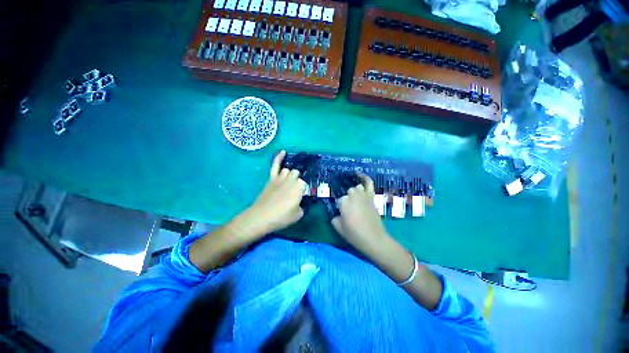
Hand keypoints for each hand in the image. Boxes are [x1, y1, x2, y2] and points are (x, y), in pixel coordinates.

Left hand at [242, 151, 306, 235]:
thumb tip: (299, 203)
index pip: (304, 184)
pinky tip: (283, 152)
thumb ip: (301, 206)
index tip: (300, 197)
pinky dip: (279, 157)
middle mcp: (291, 180)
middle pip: (297, 175)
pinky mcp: (271, 178)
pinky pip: (275, 165)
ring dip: (290, 175)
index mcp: (299, 188)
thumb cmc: (281, 217)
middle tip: (294, 191)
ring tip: (288, 182)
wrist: (261, 216)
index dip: (302, 190)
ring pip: (288, 170)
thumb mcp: (297, 215)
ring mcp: (280, 178)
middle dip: (297, 181)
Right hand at [331, 174, 388, 250]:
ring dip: (354, 193)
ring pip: (356, 188)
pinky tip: (358, 174)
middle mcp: (353, 195)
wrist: (374, 239)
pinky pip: (368, 183)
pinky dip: (364, 177)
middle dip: (347, 201)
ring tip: (354, 201)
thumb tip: (336, 213)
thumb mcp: (338, 227)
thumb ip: (334, 217)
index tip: (342, 214)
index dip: (340, 208)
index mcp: (343, 202)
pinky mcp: (371, 196)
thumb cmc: (354, 234)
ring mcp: (363, 195)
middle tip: (349, 211)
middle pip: (347, 193)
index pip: (339, 200)